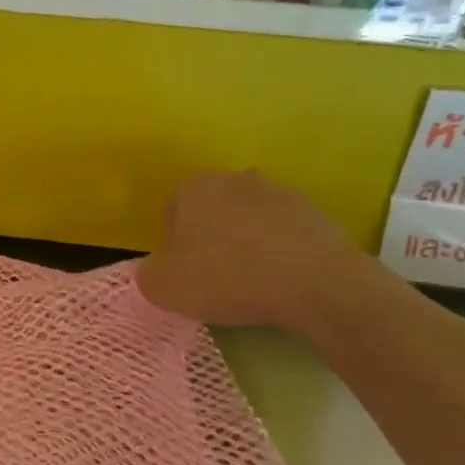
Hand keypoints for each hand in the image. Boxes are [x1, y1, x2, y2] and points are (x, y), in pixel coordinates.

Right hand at [136, 171, 382, 334]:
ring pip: (249, 223)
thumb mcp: (164, 287)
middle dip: (211, 241)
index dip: (174, 247)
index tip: (186, 274)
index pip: (172, 214)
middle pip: (212, 213)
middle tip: (216, 279)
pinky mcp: (315, 214)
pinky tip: (282, 282)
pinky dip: (279, 254)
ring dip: (246, 246)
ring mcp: (280, 193)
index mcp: (194, 186)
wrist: (316, 284)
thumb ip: (148, 273)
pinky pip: (284, 236)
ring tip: (252, 284)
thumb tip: (158, 270)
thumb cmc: (228, 278)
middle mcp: (236, 178)